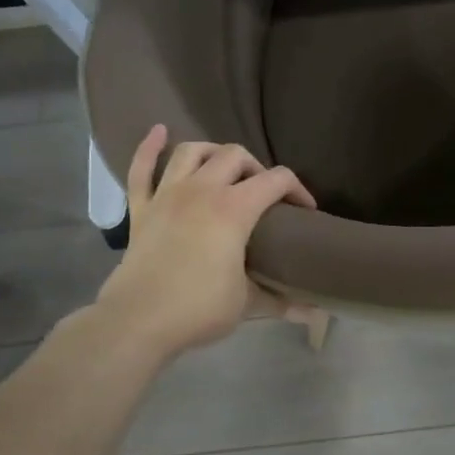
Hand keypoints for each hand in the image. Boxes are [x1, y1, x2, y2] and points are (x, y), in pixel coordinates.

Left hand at [94, 126, 317, 360]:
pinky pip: (141, 169)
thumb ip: (282, 301)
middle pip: (235, 155)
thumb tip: (317, 314)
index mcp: (234, 209)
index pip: (276, 180)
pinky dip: (149, 148)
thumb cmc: (199, 308)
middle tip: (264, 194)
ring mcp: (167, 195)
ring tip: (224, 167)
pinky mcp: (141, 209)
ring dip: (213, 152)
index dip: (298, 190)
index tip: (306, 211)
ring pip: (191, 152)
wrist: (137, 322)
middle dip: (257, 168)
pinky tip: (159, 132)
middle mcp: (202, 190)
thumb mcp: (248, 303)